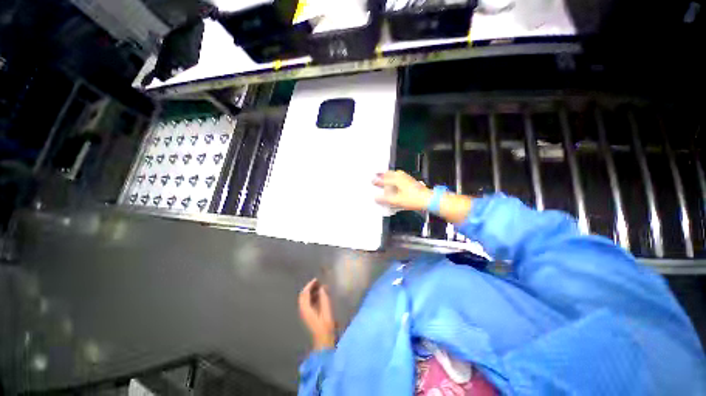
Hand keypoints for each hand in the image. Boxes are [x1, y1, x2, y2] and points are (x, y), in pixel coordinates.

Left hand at [298, 278, 334, 349]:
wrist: (324, 341)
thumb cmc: (325, 326)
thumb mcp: (326, 311)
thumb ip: (324, 298)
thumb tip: (322, 287)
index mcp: (306, 309)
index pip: (304, 293)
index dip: (310, 285)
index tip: (317, 279)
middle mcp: (303, 310)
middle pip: (303, 296)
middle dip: (310, 287)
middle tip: (318, 282)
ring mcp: (305, 313)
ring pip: (305, 299)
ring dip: (311, 292)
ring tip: (320, 287)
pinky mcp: (309, 316)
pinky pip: (308, 303)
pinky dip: (313, 297)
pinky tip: (320, 296)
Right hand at [373, 170, 432, 210]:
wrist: (428, 199)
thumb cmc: (412, 199)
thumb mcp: (396, 201)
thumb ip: (385, 199)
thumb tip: (376, 198)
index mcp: (396, 180)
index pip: (383, 180)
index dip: (377, 181)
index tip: (372, 181)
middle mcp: (401, 176)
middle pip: (389, 173)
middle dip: (382, 174)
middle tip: (377, 175)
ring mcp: (407, 178)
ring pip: (395, 174)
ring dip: (389, 175)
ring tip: (385, 177)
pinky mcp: (410, 181)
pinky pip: (399, 176)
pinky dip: (394, 178)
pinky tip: (395, 182)